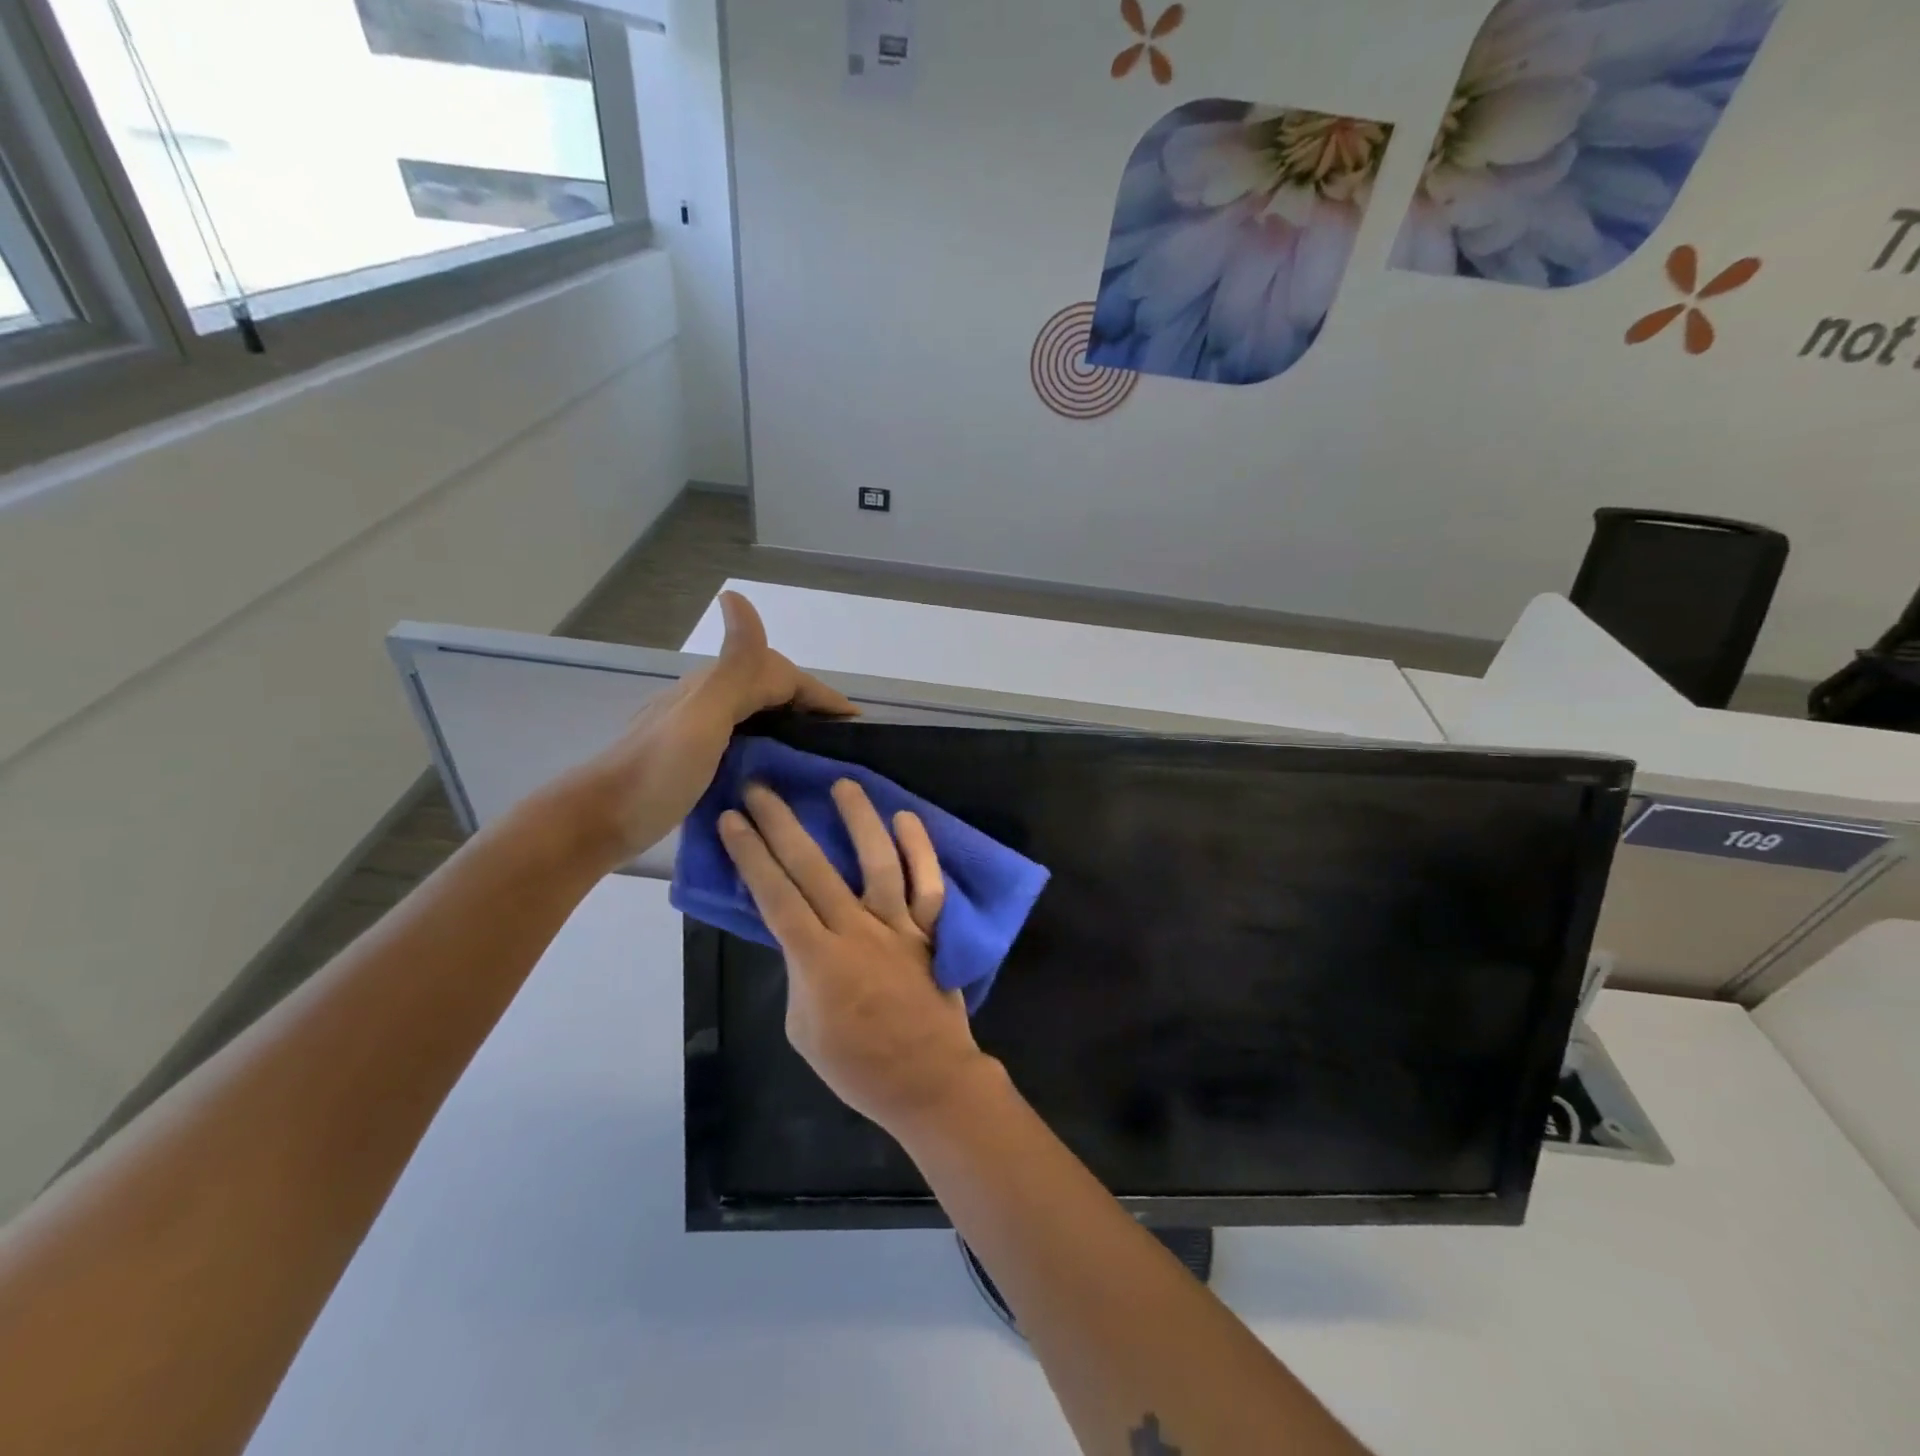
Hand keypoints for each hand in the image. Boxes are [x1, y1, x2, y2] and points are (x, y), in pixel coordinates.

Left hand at [558, 592, 854, 863]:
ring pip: (755, 714)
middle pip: (769, 689)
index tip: (855, 723)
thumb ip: (733, 667)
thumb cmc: (656, 773)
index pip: (781, 676)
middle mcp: (706, 700)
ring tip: (817, 756)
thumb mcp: (702, 719)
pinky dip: (768, 747)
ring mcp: (696, 730)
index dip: (820, 695)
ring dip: (790, 725)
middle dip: (809, 706)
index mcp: (715, 688)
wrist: (595, 822)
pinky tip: (775, 772)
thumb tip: (737, 595)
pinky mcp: (690, 758)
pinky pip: (742, 740)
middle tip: (841, 741)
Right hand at [719, 779, 997, 1135]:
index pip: (775, 894)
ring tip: (842, 784)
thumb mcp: (802, 1029)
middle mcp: (856, 930)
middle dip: (781, 824)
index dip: (750, 854)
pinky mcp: (931, 930)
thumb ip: (799, 975)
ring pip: (877, 861)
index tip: (732, 818)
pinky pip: (928, 883)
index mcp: (817, 959)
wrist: (927, 1081)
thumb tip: (802, 938)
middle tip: (761, 788)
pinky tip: (906, 818)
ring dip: (858, 819)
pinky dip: (920, 849)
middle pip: (812, 867)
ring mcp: (898, 926)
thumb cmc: (857, 1066)